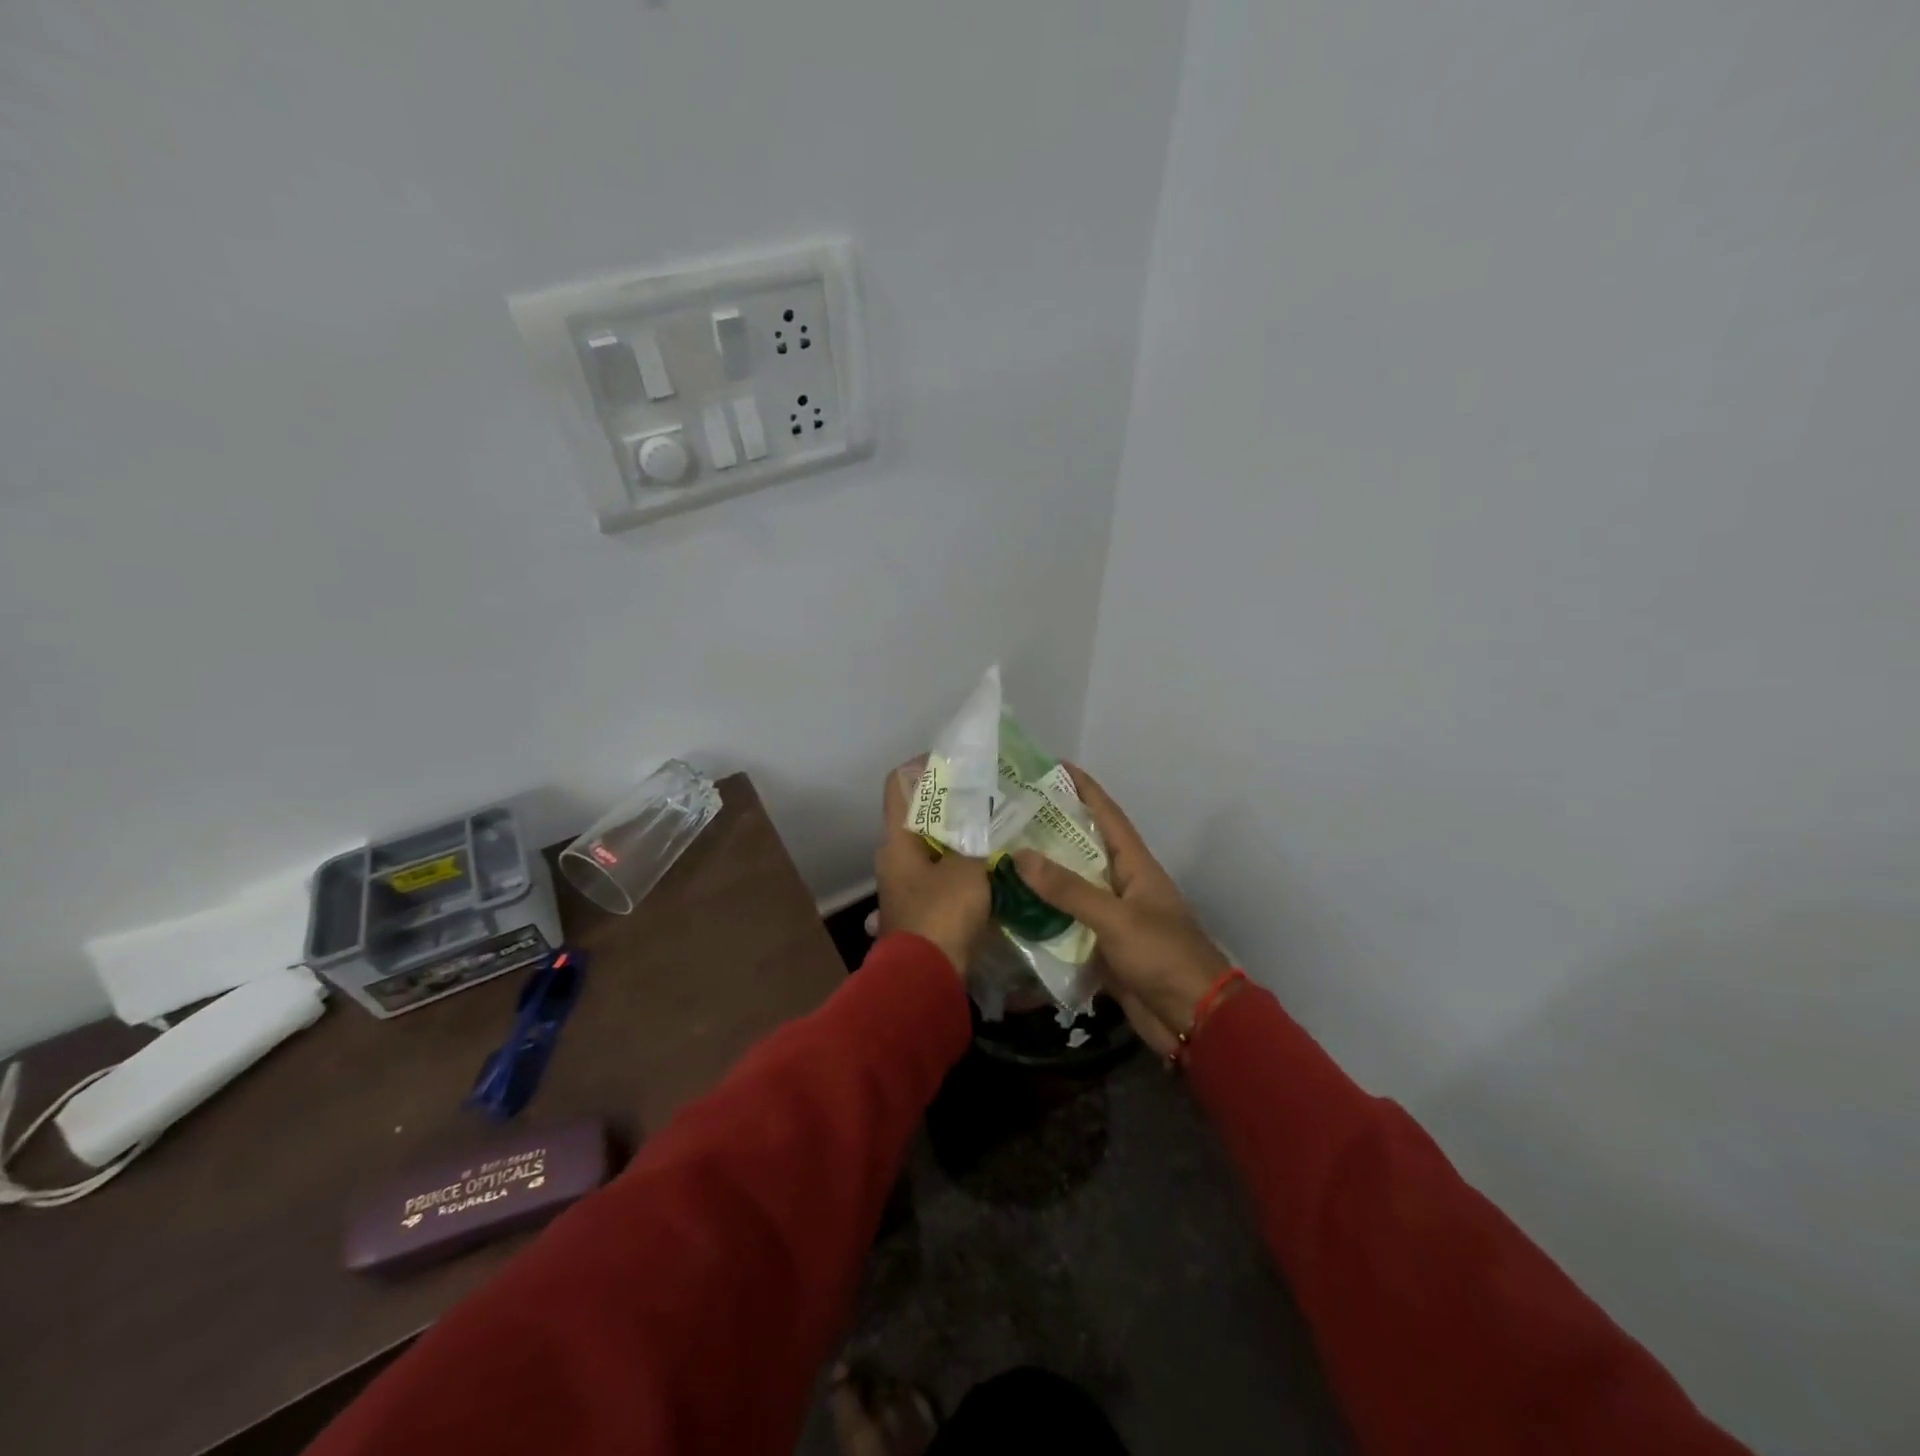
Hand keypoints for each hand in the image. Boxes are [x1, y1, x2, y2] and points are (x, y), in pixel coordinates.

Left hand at [875, 760, 990, 974]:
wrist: (925, 981)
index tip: (956, 763)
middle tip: (986, 798)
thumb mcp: (966, 870)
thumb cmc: (941, 915)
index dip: (922, 766)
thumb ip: (975, 839)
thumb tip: (984, 820)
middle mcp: (893, 859)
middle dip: (951, 806)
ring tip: (995, 830)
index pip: (898, 785)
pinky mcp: (920, 911)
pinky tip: (991, 868)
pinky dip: (961, 868)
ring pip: (932, 849)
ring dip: (960, 839)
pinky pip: (941, 876)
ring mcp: (905, 887)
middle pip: (919, 817)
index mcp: (895, 841)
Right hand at [1012, 768, 1234, 1056]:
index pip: (1107, 815)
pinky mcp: (1100, 948)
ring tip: (999, 857)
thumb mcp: (1116, 918)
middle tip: (1009, 814)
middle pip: (1082, 849)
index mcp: (1135, 865)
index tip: (1054, 766)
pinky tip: (1010, 912)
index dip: (1084, 788)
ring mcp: (1110, 918)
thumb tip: (1020, 856)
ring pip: (1069, 888)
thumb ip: (1069, 890)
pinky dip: (1041, 919)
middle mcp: (1121, 885)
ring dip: (1040, 877)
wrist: (1193, 1019)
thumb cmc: (1163, 955)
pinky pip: (1065, 925)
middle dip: (1049, 831)